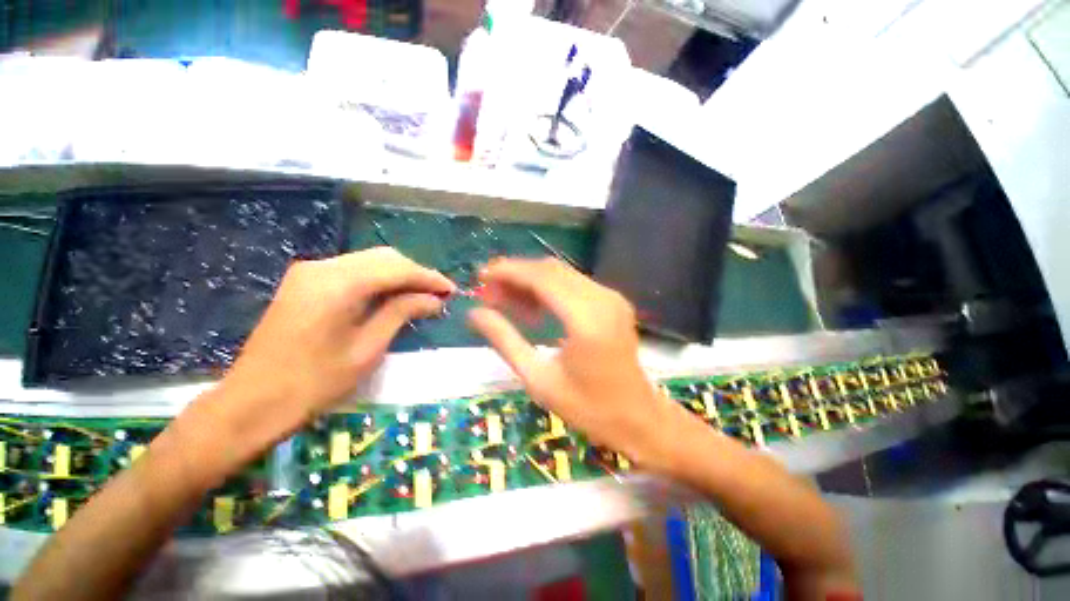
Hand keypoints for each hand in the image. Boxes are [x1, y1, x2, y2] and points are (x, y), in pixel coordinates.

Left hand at [194, 247, 454, 466]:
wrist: (252, 402)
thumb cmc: (315, 383)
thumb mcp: (368, 349)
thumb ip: (402, 313)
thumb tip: (435, 300)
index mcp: (338, 284)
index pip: (397, 268)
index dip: (429, 278)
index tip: (452, 290)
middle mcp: (323, 266)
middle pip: (384, 258)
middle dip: (416, 273)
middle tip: (439, 294)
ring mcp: (310, 271)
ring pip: (369, 261)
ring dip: (399, 275)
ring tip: (422, 296)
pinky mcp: (305, 281)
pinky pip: (353, 271)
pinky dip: (379, 280)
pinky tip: (393, 295)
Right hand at [468, 258, 681, 466]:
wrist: (637, 418)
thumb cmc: (587, 408)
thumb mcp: (538, 380)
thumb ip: (505, 341)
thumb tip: (475, 314)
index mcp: (585, 319)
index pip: (541, 278)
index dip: (508, 272)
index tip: (482, 276)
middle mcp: (602, 299)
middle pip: (551, 270)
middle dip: (516, 274)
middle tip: (489, 291)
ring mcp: (611, 297)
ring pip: (562, 274)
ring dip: (531, 281)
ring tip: (504, 299)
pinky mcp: (613, 302)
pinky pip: (574, 284)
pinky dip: (549, 289)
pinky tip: (532, 307)